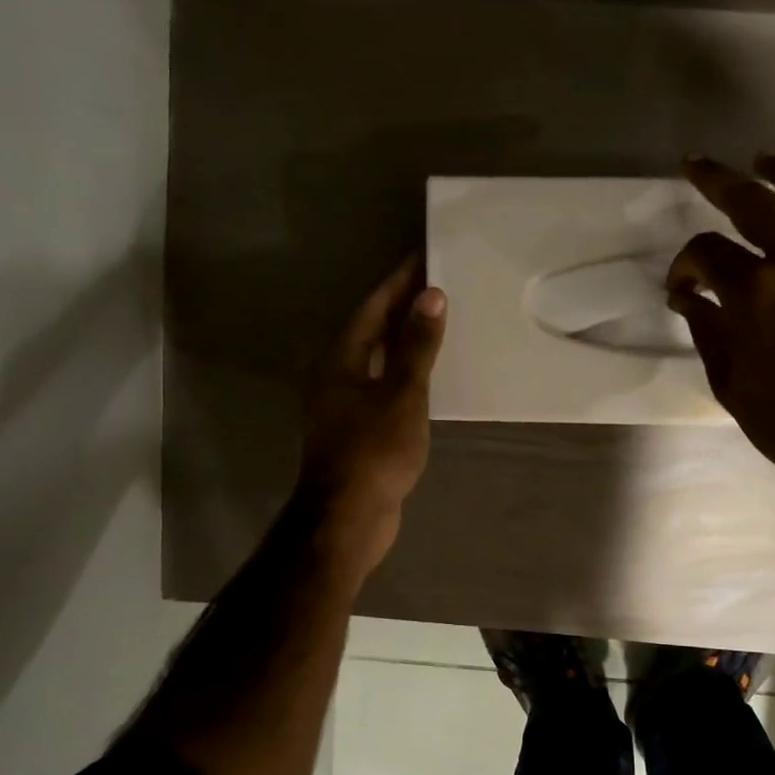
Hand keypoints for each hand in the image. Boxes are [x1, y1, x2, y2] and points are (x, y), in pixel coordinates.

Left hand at [298, 255, 446, 573]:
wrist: (349, 516)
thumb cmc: (375, 451)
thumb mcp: (402, 394)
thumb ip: (417, 346)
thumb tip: (431, 297)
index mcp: (340, 359)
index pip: (373, 307)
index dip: (399, 282)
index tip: (424, 257)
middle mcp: (335, 375)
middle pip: (372, 330)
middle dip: (403, 308)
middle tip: (439, 285)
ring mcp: (343, 405)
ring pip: (377, 360)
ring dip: (404, 341)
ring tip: (439, 323)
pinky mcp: (356, 429)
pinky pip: (383, 386)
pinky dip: (404, 373)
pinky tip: (428, 375)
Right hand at [668, 155, 774, 517]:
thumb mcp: (732, 385)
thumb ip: (707, 331)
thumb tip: (691, 297)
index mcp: (754, 293)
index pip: (706, 252)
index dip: (685, 265)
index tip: (682, 287)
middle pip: (752, 200)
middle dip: (717, 179)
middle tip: (697, 165)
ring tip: (764, 160)